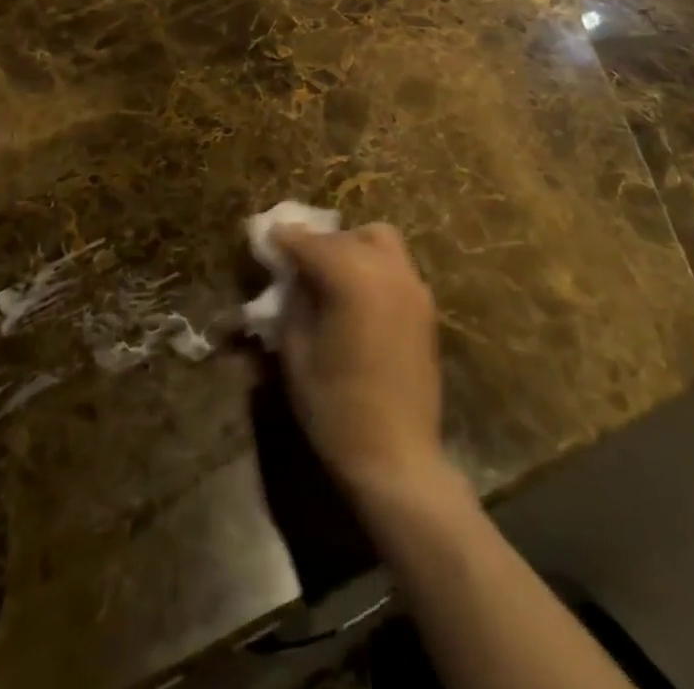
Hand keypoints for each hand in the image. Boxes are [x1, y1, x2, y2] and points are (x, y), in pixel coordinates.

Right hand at [273, 224, 447, 504]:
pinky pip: (395, 266)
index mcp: (351, 277)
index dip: (284, 238)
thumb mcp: (296, 350)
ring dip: (351, 246)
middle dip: (319, 243)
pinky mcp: (426, 307)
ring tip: (331, 274)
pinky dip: (373, 265)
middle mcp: (386, 270)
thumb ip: (294, 299)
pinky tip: (357, 295)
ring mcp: (412, 287)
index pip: (309, 243)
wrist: (396, 458)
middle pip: (346, 236)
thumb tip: (294, 274)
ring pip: (379, 240)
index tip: (267, 237)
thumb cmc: (334, 407)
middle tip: (297, 262)